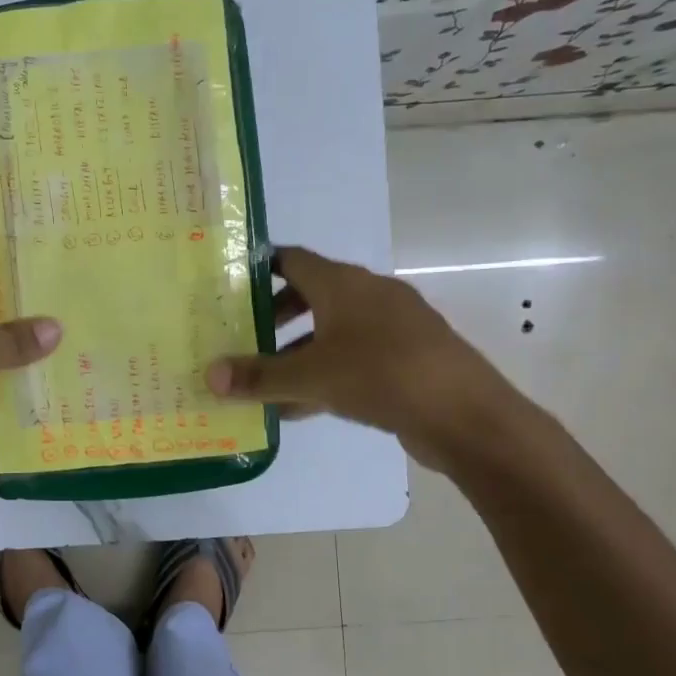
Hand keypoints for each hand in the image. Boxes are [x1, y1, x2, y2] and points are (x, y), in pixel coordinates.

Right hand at [206, 245, 526, 471]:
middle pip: (311, 294)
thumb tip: (209, 376)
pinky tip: (300, 407)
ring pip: (332, 330)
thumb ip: (259, 376)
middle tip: (242, 335)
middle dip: (275, 315)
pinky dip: (326, 372)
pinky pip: (354, 356)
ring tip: (265, 378)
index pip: (293, 259)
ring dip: (298, 351)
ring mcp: (393, 326)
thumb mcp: (311, 377)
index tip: (229, 284)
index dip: (260, 268)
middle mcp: (369, 295)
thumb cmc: (382, 376)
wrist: (466, 416)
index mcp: (345, 284)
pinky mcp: (407, 358)